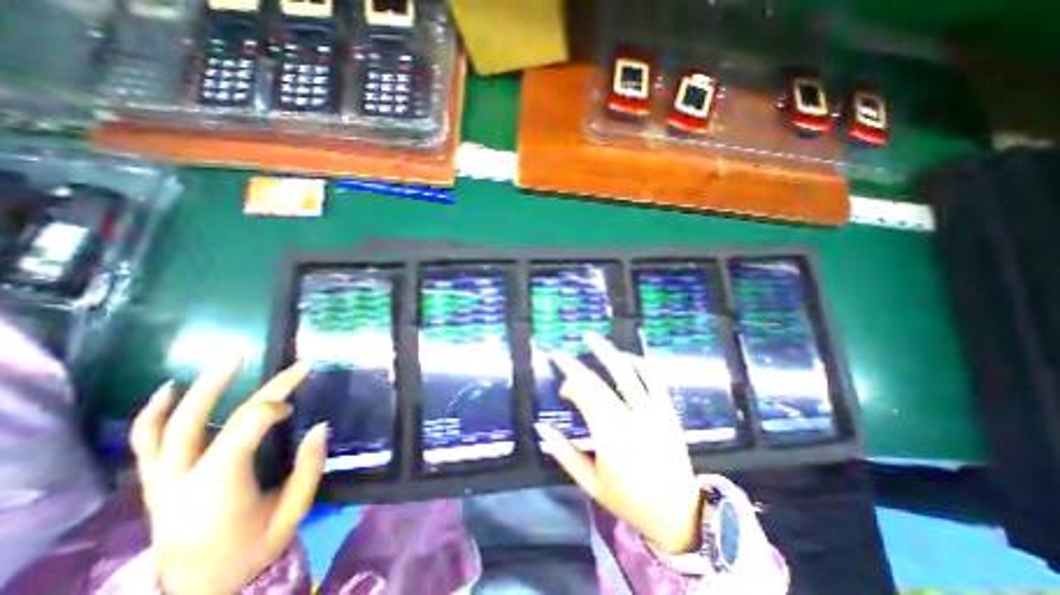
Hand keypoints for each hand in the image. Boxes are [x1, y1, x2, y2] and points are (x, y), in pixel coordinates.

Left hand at [129, 361, 326, 594]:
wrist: (198, 589)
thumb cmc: (252, 548)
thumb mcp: (293, 513)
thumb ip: (309, 468)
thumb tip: (322, 426)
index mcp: (219, 485)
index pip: (248, 424)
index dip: (278, 402)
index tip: (298, 405)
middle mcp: (183, 477)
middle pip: (220, 417)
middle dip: (261, 387)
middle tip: (292, 365)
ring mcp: (162, 480)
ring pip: (174, 424)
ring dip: (205, 387)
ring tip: (234, 360)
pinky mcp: (155, 482)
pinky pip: (146, 442)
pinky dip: (154, 412)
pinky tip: (170, 387)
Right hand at [539, 337, 700, 554]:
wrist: (678, 514)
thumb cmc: (629, 500)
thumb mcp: (590, 483)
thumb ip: (564, 454)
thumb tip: (541, 428)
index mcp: (609, 437)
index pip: (582, 397)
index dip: (569, 385)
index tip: (562, 389)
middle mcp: (631, 418)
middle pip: (598, 381)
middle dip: (576, 364)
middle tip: (561, 352)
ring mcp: (653, 411)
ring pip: (627, 372)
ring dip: (606, 352)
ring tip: (590, 338)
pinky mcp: (668, 410)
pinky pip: (653, 378)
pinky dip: (638, 362)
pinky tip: (625, 356)